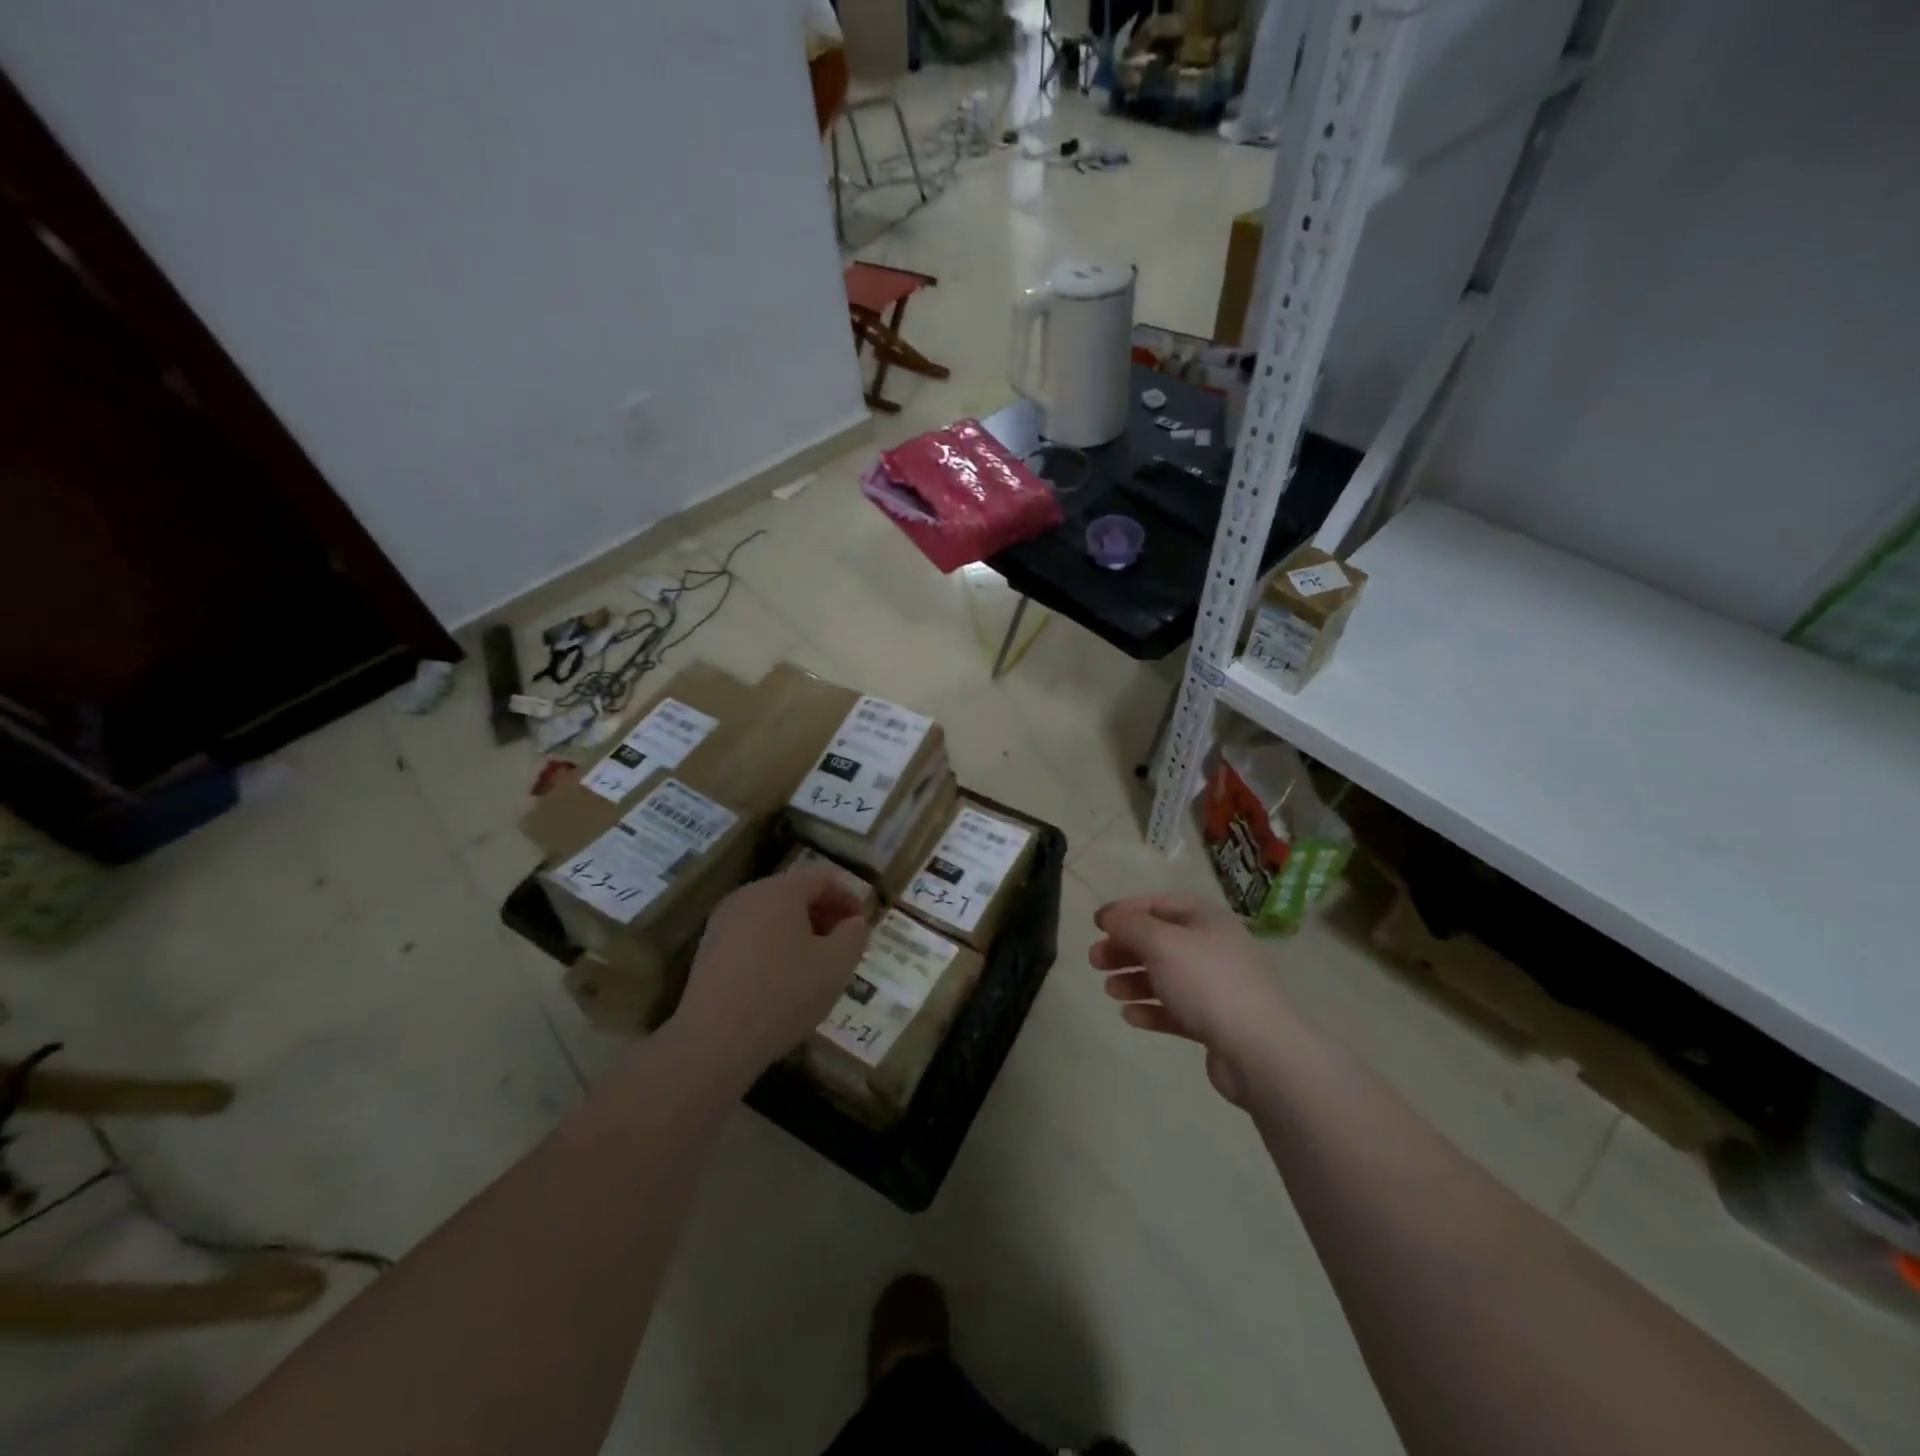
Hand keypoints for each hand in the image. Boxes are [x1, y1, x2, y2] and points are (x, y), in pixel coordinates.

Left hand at [673, 865, 871, 1084]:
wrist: (714, 1040)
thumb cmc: (784, 994)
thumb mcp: (836, 965)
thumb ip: (854, 936)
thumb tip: (854, 923)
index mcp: (779, 890)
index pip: (823, 878)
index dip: (849, 897)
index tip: (864, 923)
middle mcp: (747, 896)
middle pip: (795, 893)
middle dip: (825, 914)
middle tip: (844, 943)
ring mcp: (723, 922)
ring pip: (773, 915)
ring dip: (800, 931)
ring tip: (817, 963)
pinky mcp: (709, 949)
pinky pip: (752, 935)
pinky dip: (775, 945)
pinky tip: (785, 978)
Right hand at [1090, 895, 1286, 1103]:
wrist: (1259, 1050)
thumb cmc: (1207, 983)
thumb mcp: (1162, 943)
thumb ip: (1131, 926)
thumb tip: (1110, 917)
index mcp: (1207, 921)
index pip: (1160, 905)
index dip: (1126, 911)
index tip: (1096, 923)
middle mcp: (1214, 949)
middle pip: (1160, 942)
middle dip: (1125, 949)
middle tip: (1094, 961)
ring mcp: (1216, 988)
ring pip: (1166, 977)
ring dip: (1134, 980)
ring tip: (1110, 991)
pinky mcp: (1215, 1023)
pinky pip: (1176, 1010)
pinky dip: (1151, 1010)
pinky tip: (1130, 1017)